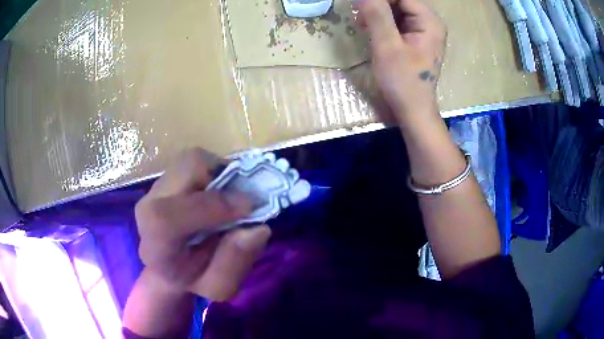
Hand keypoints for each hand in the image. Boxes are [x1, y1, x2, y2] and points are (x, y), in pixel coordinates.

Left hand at [134, 148, 271, 300]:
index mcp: (155, 245)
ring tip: (231, 197)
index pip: (168, 217)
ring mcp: (157, 187)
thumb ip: (235, 263)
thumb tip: (257, 228)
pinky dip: (215, 170)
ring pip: (192, 159)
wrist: (171, 264)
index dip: (212, 207)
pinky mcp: (167, 176)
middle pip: (183, 171)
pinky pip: (196, 161)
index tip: (248, 209)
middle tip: (244, 200)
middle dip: (222, 178)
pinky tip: (220, 192)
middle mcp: (148, 208)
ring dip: (220, 172)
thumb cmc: (194, 278)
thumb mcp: (219, 286)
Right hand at [356, 0, 445, 117]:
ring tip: (362, 24)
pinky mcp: (416, 38)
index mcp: (429, 21)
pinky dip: (382, 22)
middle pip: (400, 1)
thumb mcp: (387, 46)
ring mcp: (424, 30)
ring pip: (397, 9)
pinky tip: (370, 30)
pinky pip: (397, 20)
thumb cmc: (403, 81)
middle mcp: (430, 22)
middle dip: (378, 5)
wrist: (413, 109)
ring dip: (377, 13)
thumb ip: (377, 15)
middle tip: (359, 16)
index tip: (359, 5)